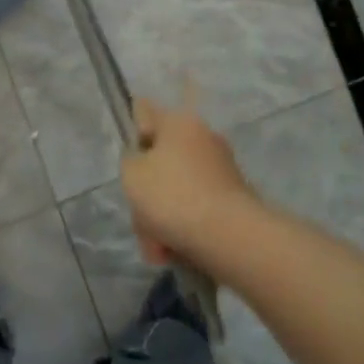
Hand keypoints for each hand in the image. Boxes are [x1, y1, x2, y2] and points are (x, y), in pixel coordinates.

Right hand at [120, 94, 259, 267]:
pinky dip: (184, 228)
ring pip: (177, 190)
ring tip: (158, 246)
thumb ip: (130, 161)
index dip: (133, 135)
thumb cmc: (172, 195)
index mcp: (179, 123)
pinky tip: (175, 251)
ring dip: (162, 217)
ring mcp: (221, 169)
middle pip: (161, 160)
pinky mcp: (232, 199)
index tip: (130, 164)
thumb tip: (145, 162)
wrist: (229, 236)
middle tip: (140, 216)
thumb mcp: (132, 174)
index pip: (146, 112)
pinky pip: (196, 209)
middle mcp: (203, 138)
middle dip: (147, 192)